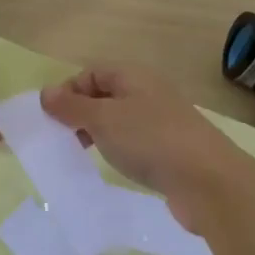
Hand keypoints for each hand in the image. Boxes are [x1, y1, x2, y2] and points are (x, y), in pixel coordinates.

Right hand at [41, 64, 254, 231]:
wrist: (208, 181)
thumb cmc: (150, 140)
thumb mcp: (103, 119)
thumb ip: (72, 107)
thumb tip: (46, 93)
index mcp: (133, 76)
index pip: (91, 73)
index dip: (68, 91)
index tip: (53, 119)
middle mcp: (148, 92)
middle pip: (105, 95)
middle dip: (80, 113)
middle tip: (64, 139)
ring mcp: (162, 121)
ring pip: (120, 120)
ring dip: (98, 133)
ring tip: (84, 155)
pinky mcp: (171, 149)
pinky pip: (136, 142)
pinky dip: (119, 150)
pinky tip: (115, 166)